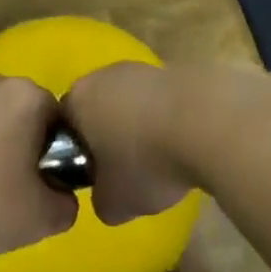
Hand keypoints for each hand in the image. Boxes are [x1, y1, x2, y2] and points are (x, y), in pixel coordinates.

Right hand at [61, 63, 194, 225]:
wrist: (206, 123)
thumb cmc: (145, 162)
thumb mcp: (113, 204)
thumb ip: (100, 200)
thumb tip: (108, 194)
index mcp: (78, 99)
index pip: (64, 126)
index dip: (77, 153)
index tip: (95, 177)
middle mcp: (104, 74)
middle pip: (98, 108)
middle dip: (109, 136)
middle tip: (126, 170)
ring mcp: (142, 68)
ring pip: (131, 102)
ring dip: (140, 126)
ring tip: (161, 159)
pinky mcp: (175, 70)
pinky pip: (161, 101)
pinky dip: (167, 119)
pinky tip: (184, 144)